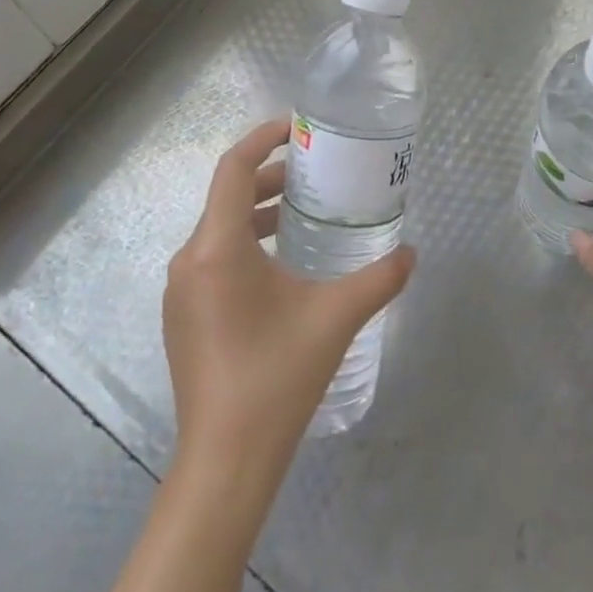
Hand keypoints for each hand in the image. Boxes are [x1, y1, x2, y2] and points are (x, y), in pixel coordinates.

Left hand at [164, 119, 416, 492]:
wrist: (225, 462)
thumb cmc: (277, 377)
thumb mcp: (336, 318)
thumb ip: (379, 279)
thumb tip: (411, 253)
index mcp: (217, 248)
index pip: (232, 168)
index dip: (262, 139)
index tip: (297, 129)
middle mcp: (189, 260)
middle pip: (226, 196)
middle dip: (269, 178)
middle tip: (313, 175)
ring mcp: (181, 291)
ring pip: (218, 229)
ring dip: (257, 212)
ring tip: (301, 214)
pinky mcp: (184, 317)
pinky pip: (212, 259)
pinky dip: (244, 243)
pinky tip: (280, 266)